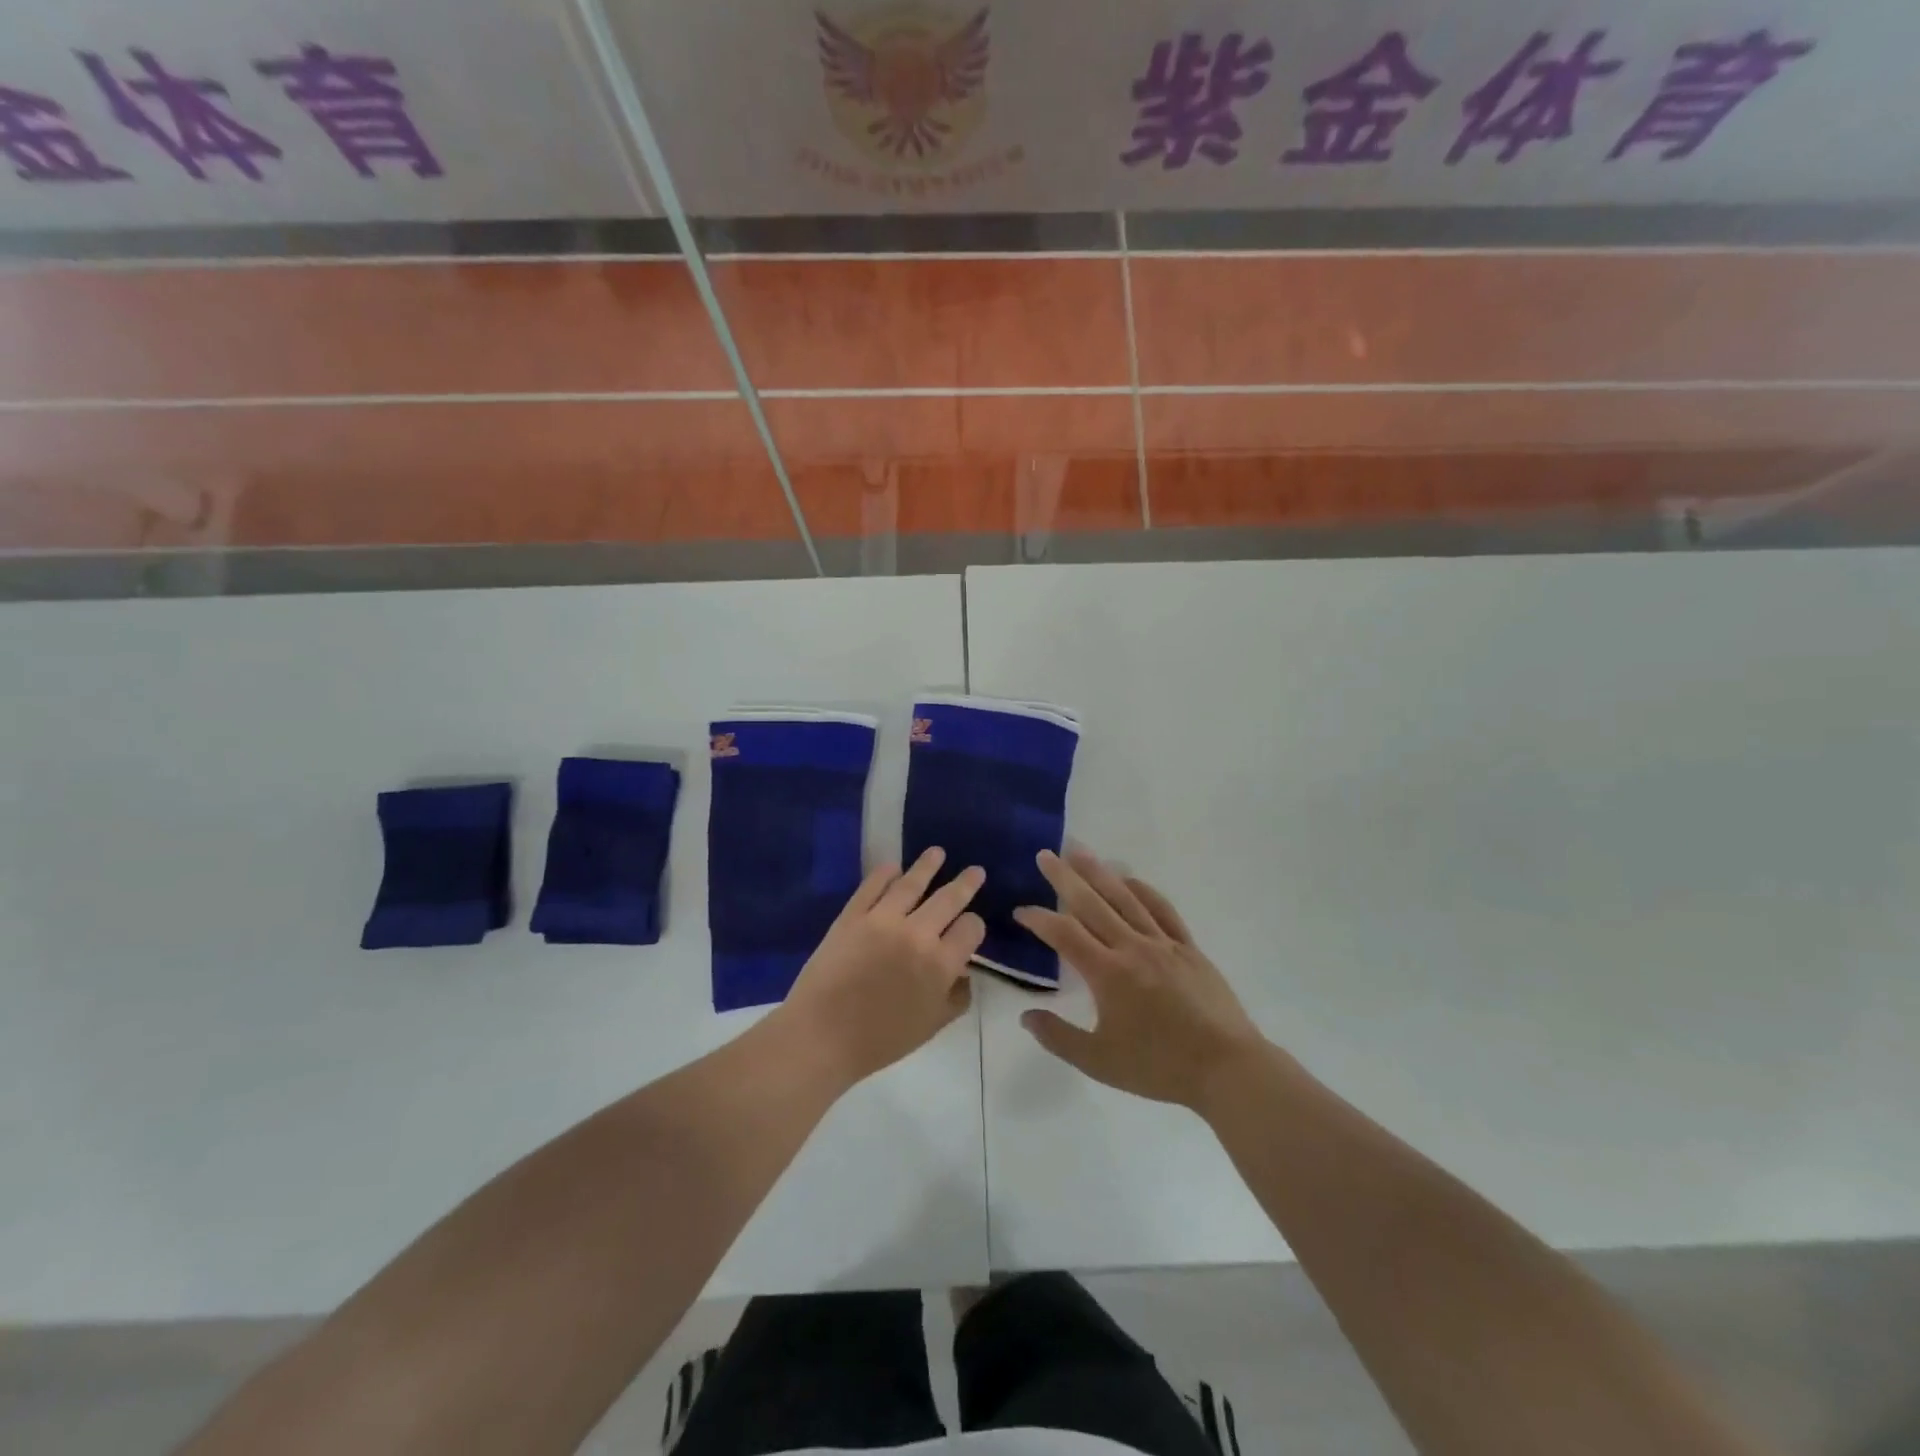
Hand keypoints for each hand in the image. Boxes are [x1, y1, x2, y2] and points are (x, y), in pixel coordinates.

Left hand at [782, 848, 985, 1086]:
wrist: (822, 1036)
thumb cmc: (880, 1040)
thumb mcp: (931, 1027)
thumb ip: (955, 998)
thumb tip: (965, 975)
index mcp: (941, 964)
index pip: (970, 929)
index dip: (974, 926)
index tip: (969, 927)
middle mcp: (917, 934)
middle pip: (949, 899)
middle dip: (966, 883)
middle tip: (975, 871)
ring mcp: (882, 919)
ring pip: (912, 883)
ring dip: (928, 865)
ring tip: (937, 853)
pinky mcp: (852, 915)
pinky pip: (872, 886)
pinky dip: (885, 873)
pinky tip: (893, 867)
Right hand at [1015, 847, 1266, 1111]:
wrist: (1227, 1068)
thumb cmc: (1159, 1067)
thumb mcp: (1099, 1062)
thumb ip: (1058, 1037)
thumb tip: (1026, 1016)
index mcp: (1108, 973)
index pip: (1064, 934)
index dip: (1039, 919)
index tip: (1020, 911)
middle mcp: (1132, 948)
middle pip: (1092, 904)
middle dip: (1064, 878)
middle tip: (1045, 855)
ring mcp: (1163, 944)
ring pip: (1125, 898)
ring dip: (1099, 872)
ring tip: (1079, 851)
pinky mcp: (1188, 948)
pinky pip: (1162, 910)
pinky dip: (1143, 890)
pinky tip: (1130, 879)